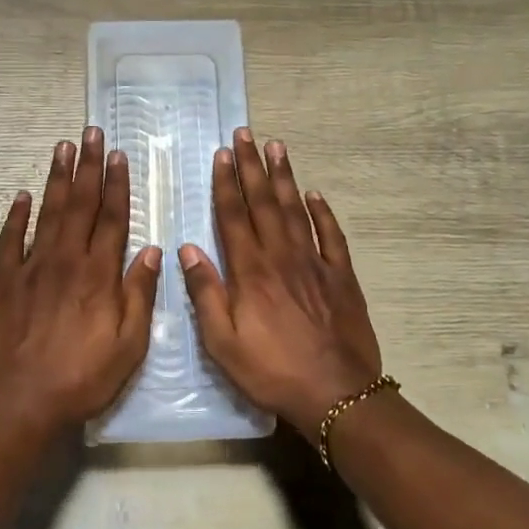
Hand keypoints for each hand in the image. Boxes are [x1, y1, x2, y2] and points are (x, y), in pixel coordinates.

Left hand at [0, 127, 162, 436]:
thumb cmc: (83, 376)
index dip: (117, 184)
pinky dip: (15, 216)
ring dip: (57, 178)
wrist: (23, 401)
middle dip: (87, 166)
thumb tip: (151, 250)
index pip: (112, 217)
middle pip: (80, 204)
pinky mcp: (5, 282)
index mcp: (99, 273)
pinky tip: (21, 196)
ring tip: (62, 147)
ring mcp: (32, 268)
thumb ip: (139, 294)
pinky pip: (9, 241)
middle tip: (90, 132)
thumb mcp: (129, 344)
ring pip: (48, 212)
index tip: (118, 154)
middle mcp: (66, 260)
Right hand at [179, 129, 381, 442]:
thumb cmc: (272, 370)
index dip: (226, 183)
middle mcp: (282, 257)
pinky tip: (315, 194)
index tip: (222, 153)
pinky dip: (323, 212)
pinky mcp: (341, 277)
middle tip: (246, 134)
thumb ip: (206, 293)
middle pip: (265, 202)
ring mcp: (315, 263)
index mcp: (251, 271)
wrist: (336, 394)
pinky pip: (331, 236)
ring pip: (296, 210)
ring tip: (277, 147)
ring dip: (285, 177)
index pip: (234, 216)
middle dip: (252, 166)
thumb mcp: (223, 342)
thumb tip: (188, 248)